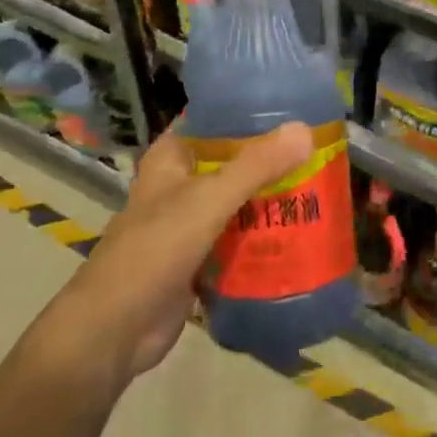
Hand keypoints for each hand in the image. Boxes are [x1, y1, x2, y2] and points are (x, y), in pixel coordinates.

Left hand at [38, 121, 311, 388]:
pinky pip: (239, 237)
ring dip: (271, 197)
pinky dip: (263, 234)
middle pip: (233, 161)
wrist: (114, 330)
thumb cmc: (155, 249)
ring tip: (321, 185)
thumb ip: (256, 166)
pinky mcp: (199, 257)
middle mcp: (181, 183)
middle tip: (321, 149)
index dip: (252, 110)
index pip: (215, 119)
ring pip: (239, 200)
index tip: (296, 106)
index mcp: (173, 157)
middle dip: (272, 159)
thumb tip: (306, 130)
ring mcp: (190, 222)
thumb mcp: (209, 199)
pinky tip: (301, 230)